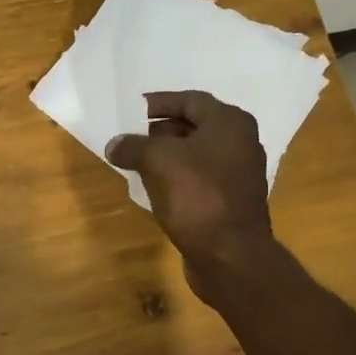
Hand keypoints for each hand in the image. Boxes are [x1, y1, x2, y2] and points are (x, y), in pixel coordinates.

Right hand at [106, 91, 274, 294]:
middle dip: (160, 131)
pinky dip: (177, 178)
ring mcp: (238, 174)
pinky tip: (155, 188)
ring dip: (167, 156)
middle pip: (194, 126)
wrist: (230, 254)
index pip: (190, 100)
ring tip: (136, 162)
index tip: (132, 110)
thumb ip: (133, 146)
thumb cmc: (197, 196)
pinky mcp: (230, 201)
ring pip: (196, 155)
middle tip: (131, 137)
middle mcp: (240, 143)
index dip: (159, 102)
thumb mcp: (157, 161)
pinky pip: (199, 179)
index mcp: (230, 123)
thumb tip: (114, 144)